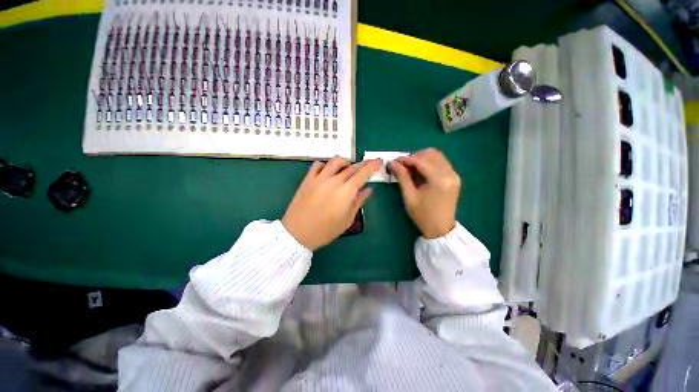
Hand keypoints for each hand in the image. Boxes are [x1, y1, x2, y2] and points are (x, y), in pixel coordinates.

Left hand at [282, 157, 381, 250]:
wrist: (297, 233)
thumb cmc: (325, 230)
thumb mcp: (347, 220)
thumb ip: (358, 202)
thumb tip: (368, 190)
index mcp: (346, 192)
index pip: (362, 173)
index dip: (372, 165)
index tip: (379, 161)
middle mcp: (334, 180)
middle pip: (352, 167)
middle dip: (362, 164)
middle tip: (368, 166)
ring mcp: (319, 178)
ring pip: (335, 161)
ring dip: (345, 162)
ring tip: (348, 169)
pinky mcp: (308, 179)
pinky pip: (318, 165)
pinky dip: (326, 165)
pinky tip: (328, 172)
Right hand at [390, 148, 459, 238]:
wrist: (440, 229)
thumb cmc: (422, 215)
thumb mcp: (409, 196)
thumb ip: (402, 177)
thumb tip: (393, 163)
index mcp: (439, 180)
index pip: (421, 161)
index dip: (406, 159)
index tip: (395, 161)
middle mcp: (450, 174)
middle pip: (432, 154)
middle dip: (415, 157)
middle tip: (403, 166)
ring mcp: (454, 175)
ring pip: (437, 156)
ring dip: (422, 159)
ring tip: (411, 169)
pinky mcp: (454, 178)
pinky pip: (441, 163)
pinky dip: (429, 163)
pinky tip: (421, 172)